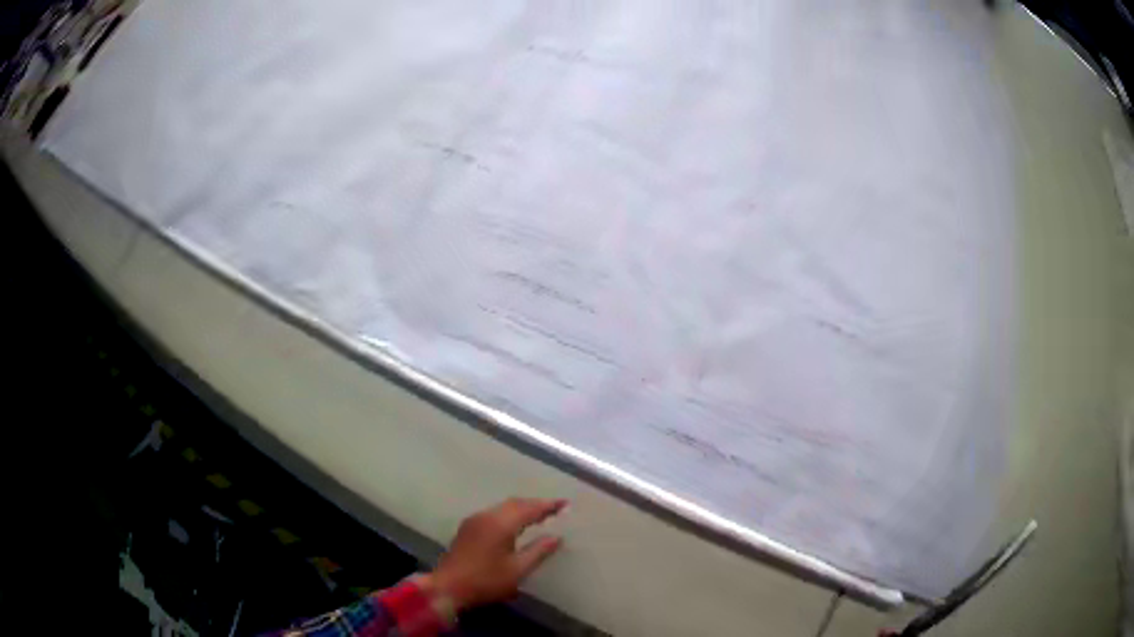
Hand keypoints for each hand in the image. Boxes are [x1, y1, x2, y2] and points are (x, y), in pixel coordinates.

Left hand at [419, 498, 566, 611]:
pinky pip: (494, 513)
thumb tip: (556, 537)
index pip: (529, 508)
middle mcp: (487, 516)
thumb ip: (538, 551)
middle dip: (535, 504)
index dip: (548, 505)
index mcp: (501, 524)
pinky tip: (515, 524)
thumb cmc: (485, 580)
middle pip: (515, 503)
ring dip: (521, 508)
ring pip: (503, 507)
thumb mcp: (517, 570)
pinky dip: (509, 514)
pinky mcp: (468, 528)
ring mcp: (475, 520)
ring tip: (539, 516)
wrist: (448, 587)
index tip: (566, 504)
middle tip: (555, 510)